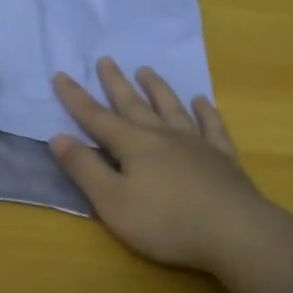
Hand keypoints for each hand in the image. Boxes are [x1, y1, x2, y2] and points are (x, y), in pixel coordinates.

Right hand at [51, 59, 274, 272]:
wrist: (235, 232)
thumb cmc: (166, 222)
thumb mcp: (112, 201)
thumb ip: (84, 168)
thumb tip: (58, 137)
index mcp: (133, 145)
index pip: (96, 118)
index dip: (76, 98)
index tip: (61, 75)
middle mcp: (163, 135)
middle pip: (134, 104)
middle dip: (116, 83)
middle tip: (106, 59)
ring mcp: (196, 144)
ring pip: (171, 108)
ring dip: (157, 88)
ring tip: (146, 70)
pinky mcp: (223, 158)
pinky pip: (211, 126)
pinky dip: (205, 112)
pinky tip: (202, 101)